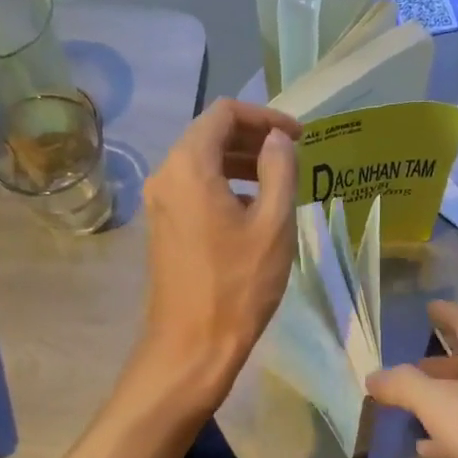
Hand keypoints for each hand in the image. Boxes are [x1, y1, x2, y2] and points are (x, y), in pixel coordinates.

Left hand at [138, 98, 300, 401]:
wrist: (193, 344)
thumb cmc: (239, 285)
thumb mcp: (273, 224)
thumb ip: (279, 170)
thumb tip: (278, 140)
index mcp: (189, 165)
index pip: (224, 113)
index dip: (266, 117)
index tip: (299, 137)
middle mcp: (165, 175)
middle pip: (209, 135)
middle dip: (253, 138)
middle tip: (292, 157)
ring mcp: (159, 203)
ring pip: (200, 163)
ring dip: (239, 163)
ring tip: (277, 183)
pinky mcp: (162, 228)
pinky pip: (193, 189)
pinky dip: (223, 186)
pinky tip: (251, 212)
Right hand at [367, 300, 457, 457]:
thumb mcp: (442, 404)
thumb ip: (404, 387)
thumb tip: (373, 375)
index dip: (444, 313)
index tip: (426, 308)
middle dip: (436, 363)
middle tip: (403, 367)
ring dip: (442, 402)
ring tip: (407, 408)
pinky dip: (452, 437)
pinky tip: (428, 450)